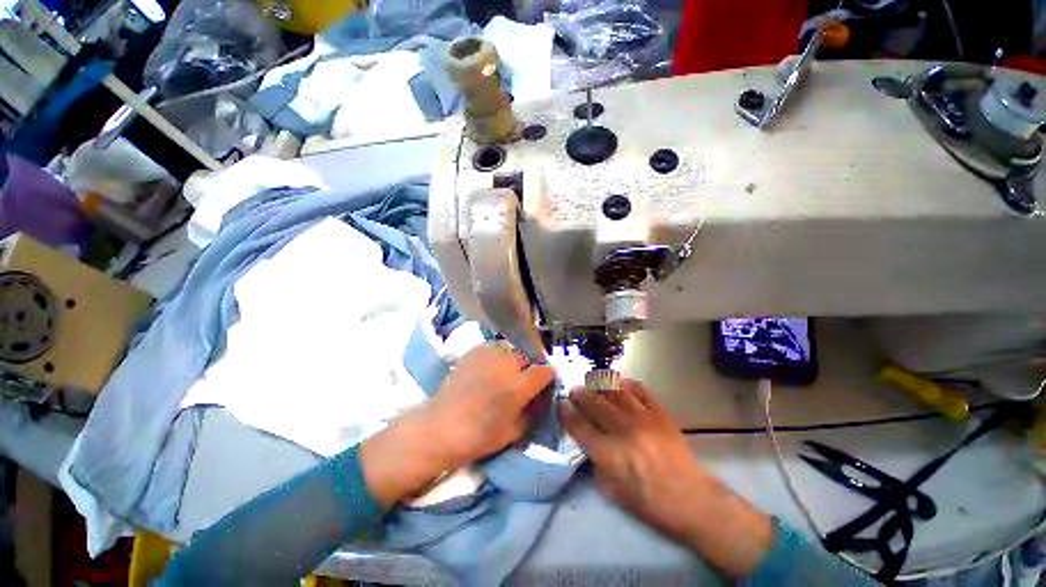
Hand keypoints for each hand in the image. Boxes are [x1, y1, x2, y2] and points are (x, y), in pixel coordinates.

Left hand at [361, 343, 554, 505]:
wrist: (441, 426)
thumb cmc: (479, 435)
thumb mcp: (515, 431)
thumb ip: (534, 410)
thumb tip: (542, 396)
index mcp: (520, 385)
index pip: (546, 370)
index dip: (548, 377)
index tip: (544, 383)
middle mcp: (507, 363)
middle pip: (530, 356)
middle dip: (531, 367)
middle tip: (522, 380)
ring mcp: (489, 353)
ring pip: (512, 349)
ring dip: (514, 359)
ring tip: (505, 372)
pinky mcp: (475, 350)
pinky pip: (495, 347)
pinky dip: (498, 355)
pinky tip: (489, 368)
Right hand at [561, 380, 772, 577]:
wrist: (690, 499)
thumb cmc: (649, 502)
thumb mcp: (612, 492)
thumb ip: (595, 464)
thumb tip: (588, 443)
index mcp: (608, 454)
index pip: (579, 426)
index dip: (567, 412)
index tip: (562, 403)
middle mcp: (622, 431)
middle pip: (594, 404)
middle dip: (581, 394)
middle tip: (575, 389)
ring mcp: (642, 419)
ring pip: (615, 392)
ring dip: (601, 384)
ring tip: (594, 381)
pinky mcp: (659, 413)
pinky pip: (640, 391)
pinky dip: (628, 384)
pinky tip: (622, 383)